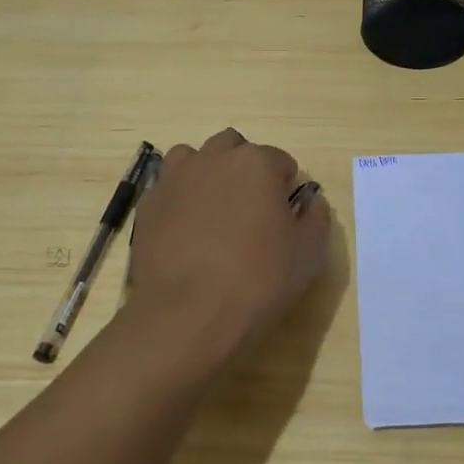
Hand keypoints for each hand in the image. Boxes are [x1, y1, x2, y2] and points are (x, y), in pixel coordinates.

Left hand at [126, 129, 332, 364]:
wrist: (187, 315)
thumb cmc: (258, 281)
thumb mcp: (308, 254)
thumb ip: (316, 218)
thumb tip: (310, 202)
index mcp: (256, 163)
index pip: (280, 161)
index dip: (285, 188)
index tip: (284, 217)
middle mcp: (213, 158)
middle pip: (233, 148)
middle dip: (245, 170)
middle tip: (250, 211)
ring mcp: (174, 178)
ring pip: (194, 159)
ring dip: (207, 175)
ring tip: (213, 214)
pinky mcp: (148, 204)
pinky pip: (168, 188)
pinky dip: (180, 199)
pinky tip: (185, 232)